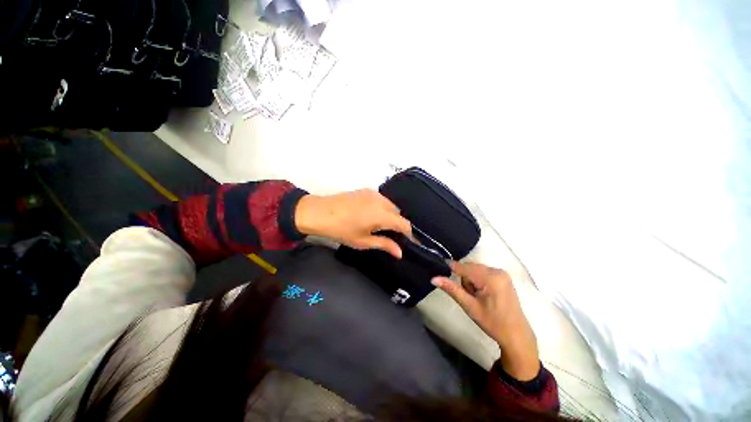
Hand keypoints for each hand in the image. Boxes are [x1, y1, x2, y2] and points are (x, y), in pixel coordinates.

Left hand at [295, 189, 411, 257]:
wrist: (319, 212)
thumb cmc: (341, 230)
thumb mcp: (363, 241)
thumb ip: (384, 244)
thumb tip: (400, 253)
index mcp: (381, 214)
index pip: (404, 223)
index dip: (409, 234)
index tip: (409, 242)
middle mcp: (381, 201)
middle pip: (398, 213)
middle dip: (398, 224)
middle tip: (391, 236)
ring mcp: (373, 193)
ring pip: (390, 205)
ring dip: (390, 215)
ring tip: (381, 226)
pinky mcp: (366, 190)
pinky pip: (381, 200)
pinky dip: (382, 208)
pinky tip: (372, 216)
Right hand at [432, 262, 539, 380]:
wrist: (516, 335)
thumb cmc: (492, 322)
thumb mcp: (469, 306)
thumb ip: (451, 289)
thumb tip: (434, 278)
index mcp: (490, 278)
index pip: (464, 267)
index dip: (451, 268)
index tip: (440, 270)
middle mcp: (497, 271)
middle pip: (470, 267)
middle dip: (465, 278)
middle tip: (469, 296)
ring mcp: (502, 272)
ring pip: (475, 269)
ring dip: (471, 279)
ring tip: (477, 296)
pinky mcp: (504, 276)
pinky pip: (483, 271)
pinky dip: (478, 279)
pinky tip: (483, 293)